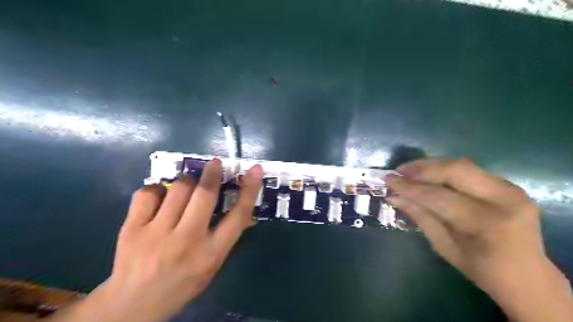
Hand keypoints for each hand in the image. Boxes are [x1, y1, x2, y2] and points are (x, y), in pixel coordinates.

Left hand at [48, 158, 263, 320]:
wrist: (133, 304)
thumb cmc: (182, 284)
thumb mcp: (212, 265)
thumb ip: (228, 237)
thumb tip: (245, 211)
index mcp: (211, 253)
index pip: (238, 215)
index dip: (250, 189)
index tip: (255, 170)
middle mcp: (187, 240)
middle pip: (205, 195)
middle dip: (212, 173)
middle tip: (215, 163)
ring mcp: (157, 233)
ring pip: (178, 188)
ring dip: (187, 181)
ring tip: (187, 185)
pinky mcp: (132, 228)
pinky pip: (148, 193)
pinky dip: (158, 189)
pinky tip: (160, 196)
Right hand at [385, 157, 572, 320]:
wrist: (526, 275)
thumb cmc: (480, 267)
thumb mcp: (443, 245)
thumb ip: (419, 215)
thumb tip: (393, 196)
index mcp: (486, 223)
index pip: (438, 196)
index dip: (409, 187)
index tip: (388, 180)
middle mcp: (503, 199)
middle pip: (454, 170)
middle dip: (421, 168)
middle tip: (399, 171)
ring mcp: (509, 188)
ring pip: (461, 165)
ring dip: (431, 165)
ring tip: (409, 170)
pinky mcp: (508, 185)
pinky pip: (468, 170)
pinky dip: (444, 170)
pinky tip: (428, 174)